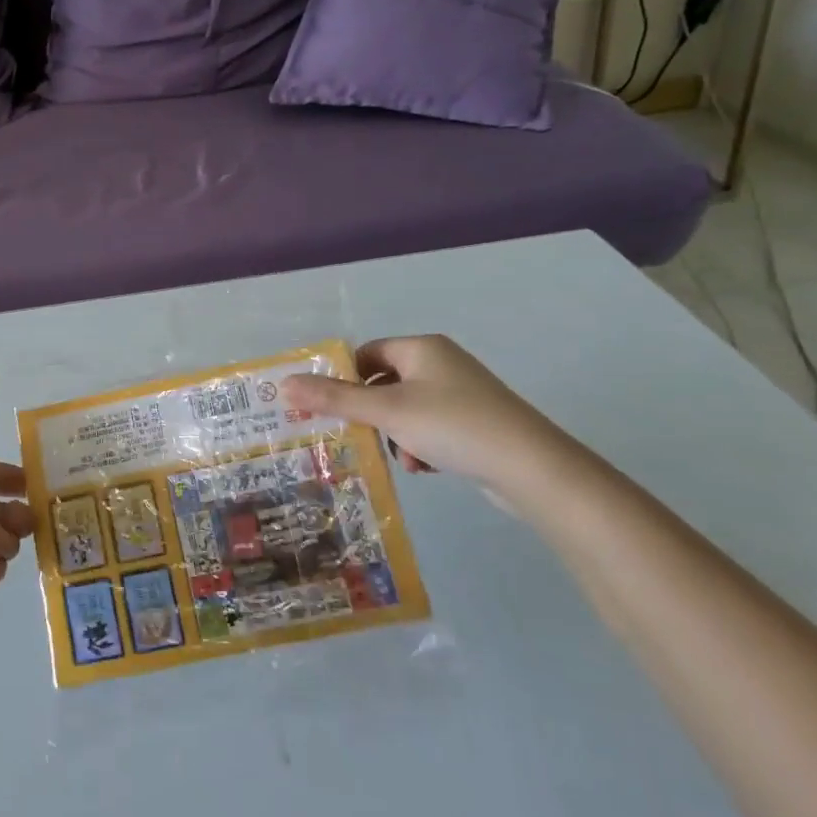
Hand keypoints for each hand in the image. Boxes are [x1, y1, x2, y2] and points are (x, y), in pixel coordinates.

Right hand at [283, 336, 588, 504]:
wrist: (532, 468)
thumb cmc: (453, 425)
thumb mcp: (386, 411)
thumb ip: (334, 398)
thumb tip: (284, 384)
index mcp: (420, 348)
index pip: (366, 353)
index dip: (344, 379)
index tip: (330, 409)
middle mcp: (441, 362)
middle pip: (384, 382)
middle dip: (372, 414)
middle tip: (361, 437)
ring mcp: (462, 393)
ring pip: (407, 410)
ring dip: (396, 435)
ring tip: (404, 460)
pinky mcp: (477, 422)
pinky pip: (432, 427)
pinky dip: (421, 445)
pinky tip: (426, 467)